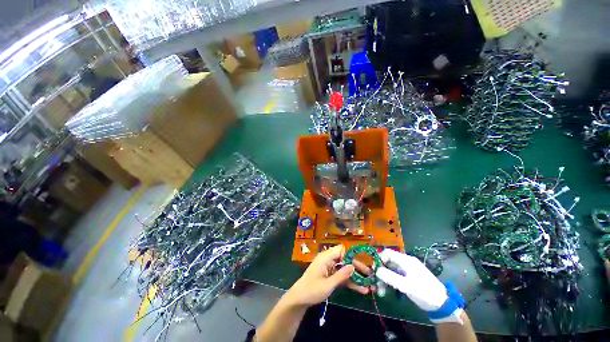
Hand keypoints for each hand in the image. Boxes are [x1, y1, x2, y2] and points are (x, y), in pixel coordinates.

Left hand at [285, 245, 371, 306]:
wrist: (299, 299)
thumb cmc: (312, 290)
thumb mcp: (327, 284)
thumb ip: (341, 275)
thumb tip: (353, 266)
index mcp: (326, 257)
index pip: (341, 250)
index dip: (351, 255)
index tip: (360, 265)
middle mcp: (328, 260)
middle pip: (345, 259)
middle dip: (357, 267)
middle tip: (370, 275)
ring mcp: (330, 268)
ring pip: (345, 269)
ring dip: (356, 276)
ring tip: (369, 285)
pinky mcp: (330, 275)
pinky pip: (342, 276)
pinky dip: (350, 282)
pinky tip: (361, 290)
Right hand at [376, 249, 464, 323]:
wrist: (442, 305)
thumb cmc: (425, 293)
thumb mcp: (407, 286)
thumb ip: (390, 277)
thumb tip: (376, 270)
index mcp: (406, 260)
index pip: (387, 253)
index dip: (379, 259)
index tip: (374, 270)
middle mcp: (405, 262)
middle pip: (387, 262)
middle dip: (380, 272)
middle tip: (375, 283)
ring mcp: (407, 270)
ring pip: (390, 270)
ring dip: (384, 279)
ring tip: (380, 291)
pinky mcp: (408, 278)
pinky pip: (395, 276)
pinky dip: (389, 282)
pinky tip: (386, 291)